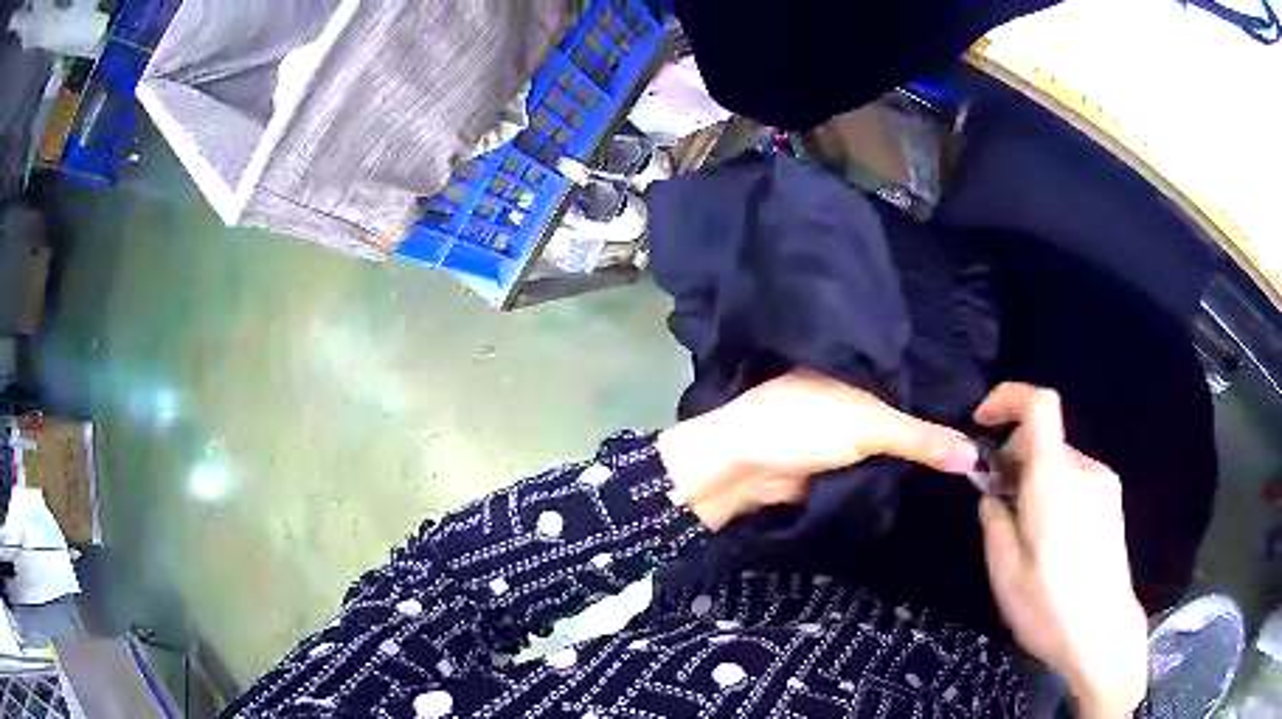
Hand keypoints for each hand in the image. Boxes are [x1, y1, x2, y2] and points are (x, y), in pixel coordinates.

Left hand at [656, 371, 977, 530]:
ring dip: (914, 459)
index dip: (944, 398)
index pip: (911, 383)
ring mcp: (839, 436)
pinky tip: (928, 484)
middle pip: (901, 418)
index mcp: (855, 372)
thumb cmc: (803, 428)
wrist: (742, 471)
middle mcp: (850, 399)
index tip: (985, 416)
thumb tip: (976, 456)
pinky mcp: (832, 468)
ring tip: (967, 466)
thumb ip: (922, 440)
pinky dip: (893, 477)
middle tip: (984, 447)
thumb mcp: (871, 426)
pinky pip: (872, 470)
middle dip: (932, 433)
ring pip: (888, 447)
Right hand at [974, 383, 1147, 718]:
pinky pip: (1076, 479)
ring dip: (1035, 478)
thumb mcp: (1004, 571)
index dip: (1008, 398)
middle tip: (998, 501)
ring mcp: (1103, 484)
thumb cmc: (1048, 607)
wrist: (1102, 634)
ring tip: (1024, 530)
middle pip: (1045, 438)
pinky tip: (1051, 538)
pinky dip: (1055, 491)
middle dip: (1015, 457)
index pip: (1039, 404)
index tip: (982, 423)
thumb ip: (995, 521)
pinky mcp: (1112, 502)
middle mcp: (1084, 470)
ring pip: (1060, 462)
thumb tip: (993, 494)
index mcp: (1055, 480)